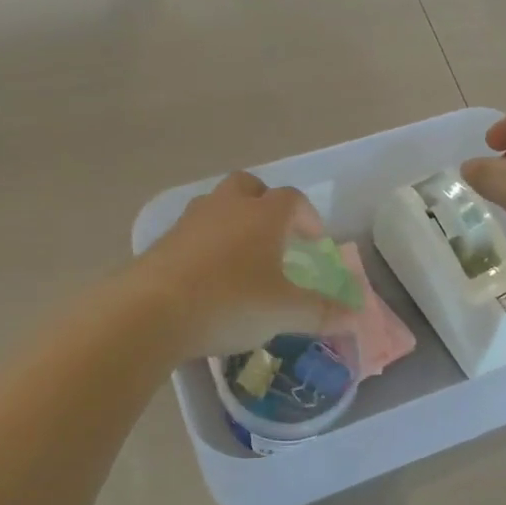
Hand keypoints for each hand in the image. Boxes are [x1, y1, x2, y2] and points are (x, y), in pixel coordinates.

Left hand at [135, 172, 358, 359]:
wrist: (150, 312)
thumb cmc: (230, 302)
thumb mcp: (285, 312)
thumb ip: (322, 312)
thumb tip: (355, 317)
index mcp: (263, 215)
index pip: (293, 200)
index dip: (308, 218)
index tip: (315, 244)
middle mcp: (227, 207)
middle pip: (249, 187)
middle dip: (266, 205)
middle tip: (275, 236)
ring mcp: (190, 221)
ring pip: (217, 206)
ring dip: (233, 222)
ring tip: (241, 257)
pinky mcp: (163, 242)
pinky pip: (192, 232)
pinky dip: (206, 245)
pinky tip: (208, 277)